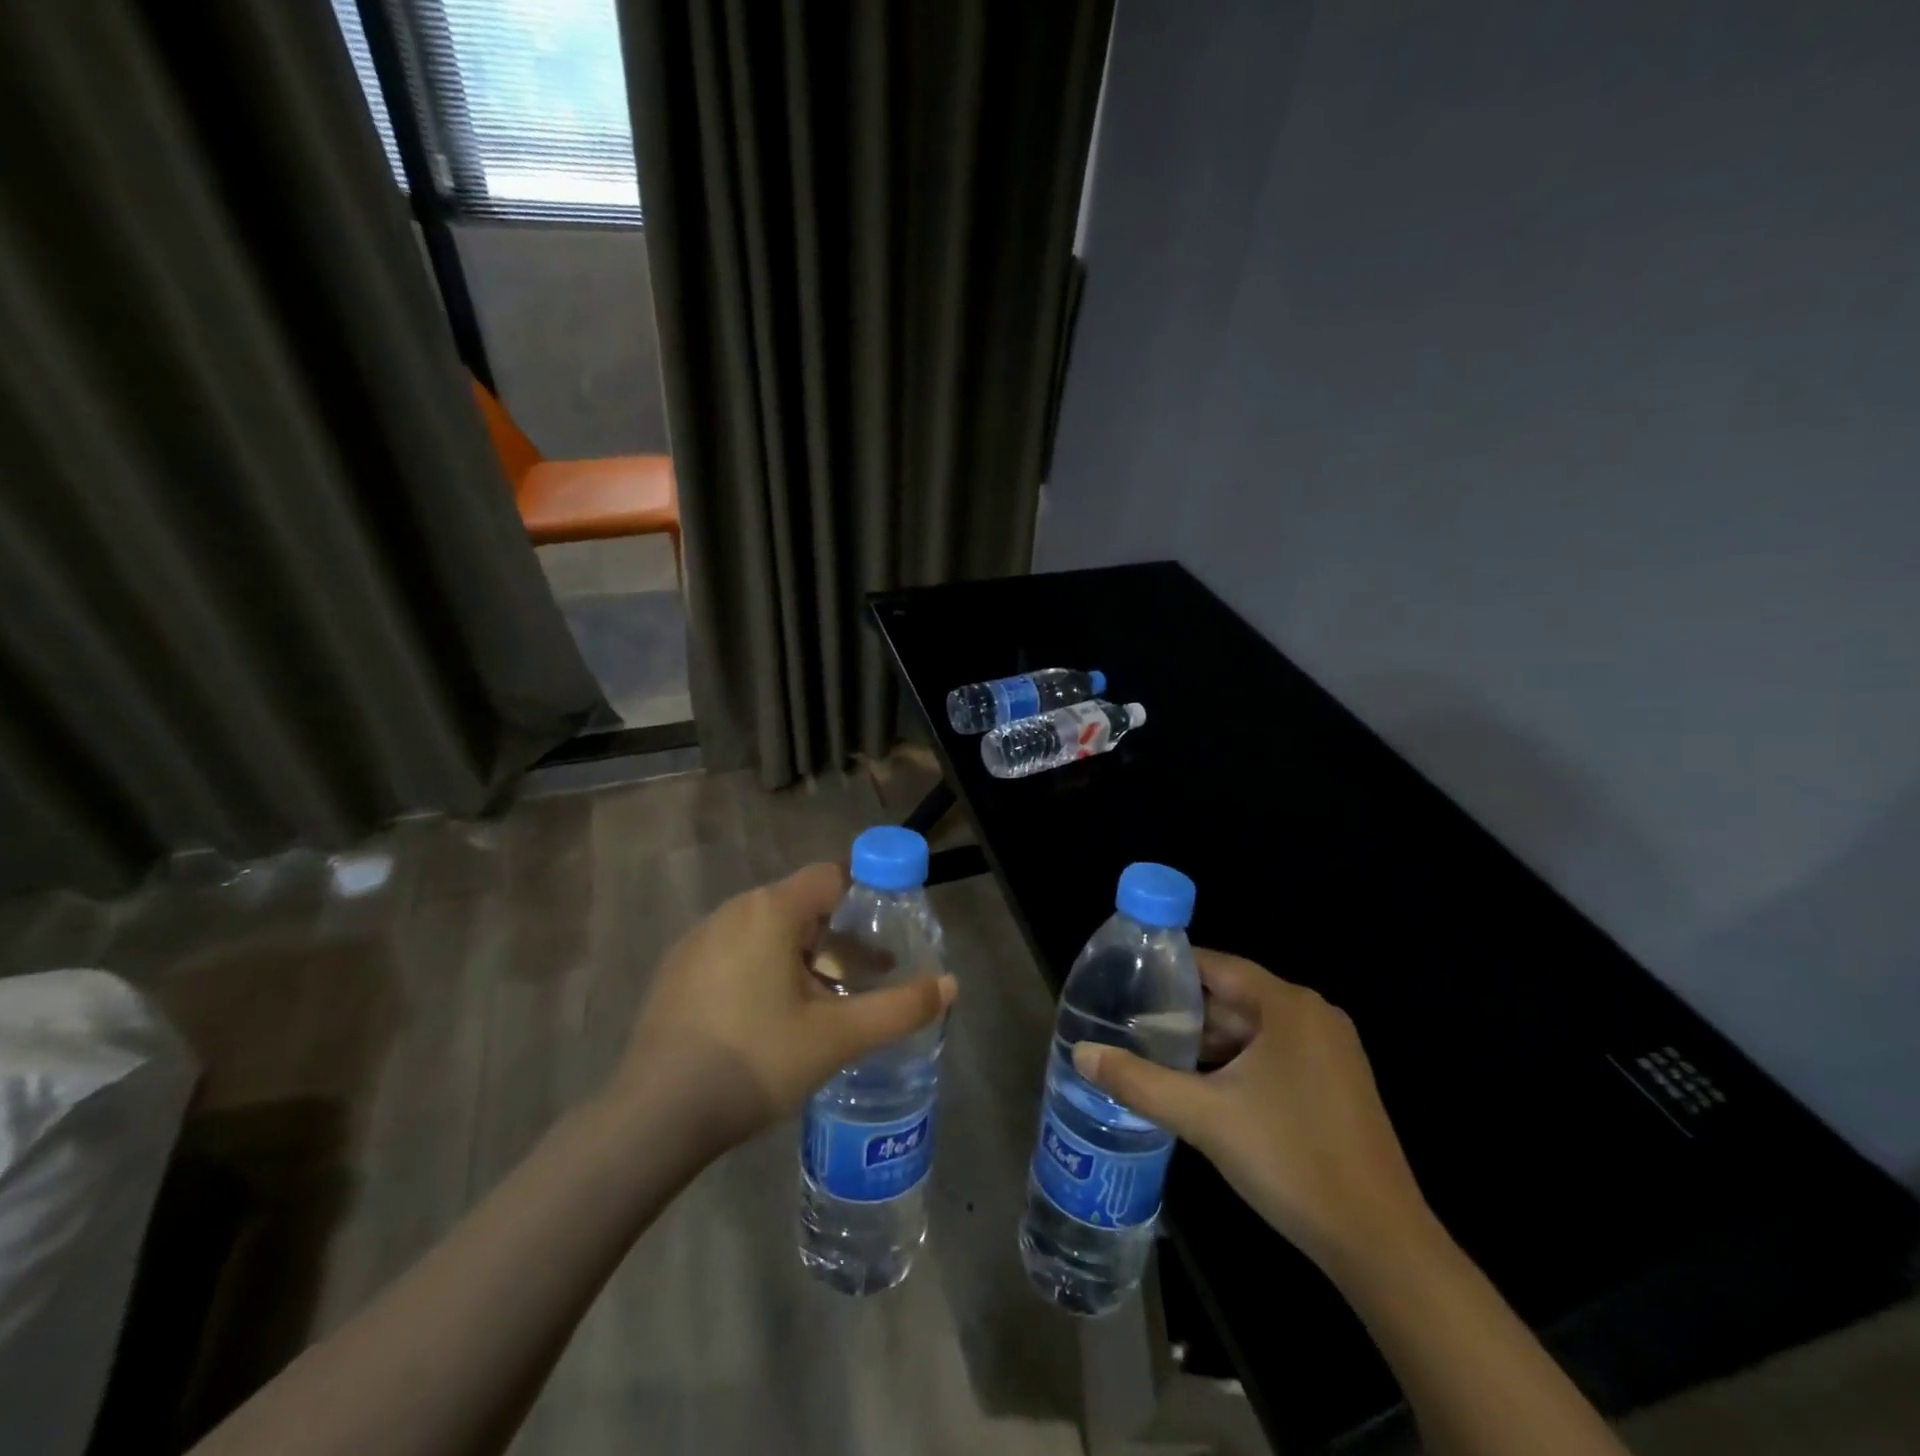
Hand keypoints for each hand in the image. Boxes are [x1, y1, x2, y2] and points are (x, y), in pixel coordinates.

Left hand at [610, 862, 955, 1150]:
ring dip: (805, 958)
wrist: (653, 1118)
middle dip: (840, 938)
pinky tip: (771, 1021)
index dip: (866, 893)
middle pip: (801, 907)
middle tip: (866, 978)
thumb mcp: (837, 1037)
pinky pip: (735, 953)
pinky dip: (765, 970)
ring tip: (825, 1005)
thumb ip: (899, 1008)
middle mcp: (732, 911)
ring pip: (767, 933)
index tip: (889, 927)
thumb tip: (951, 985)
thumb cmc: (755, 1062)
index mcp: (770, 911)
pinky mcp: (676, 972)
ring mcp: (697, 940)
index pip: (830, 876)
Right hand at [1074, 951, 1433, 1269]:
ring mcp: (1331, 1051)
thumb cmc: (1290, 1159)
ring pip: (1253, 1030)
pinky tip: (1204, 1088)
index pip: (1216, 965)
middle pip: (1234, 998)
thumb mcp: (1203, 1117)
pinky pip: (1275, 1055)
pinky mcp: (1337, 1084)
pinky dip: (1238, 1064)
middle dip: (1185, 1015)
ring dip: (1209, 1044)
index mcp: (1288, 1005)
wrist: (1380, 1243)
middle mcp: (1313, 1016)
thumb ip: (1138, 1081)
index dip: (1170, 970)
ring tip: (1157, 1056)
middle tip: (1132, 1027)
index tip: (1127, 979)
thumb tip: (1080, 1054)